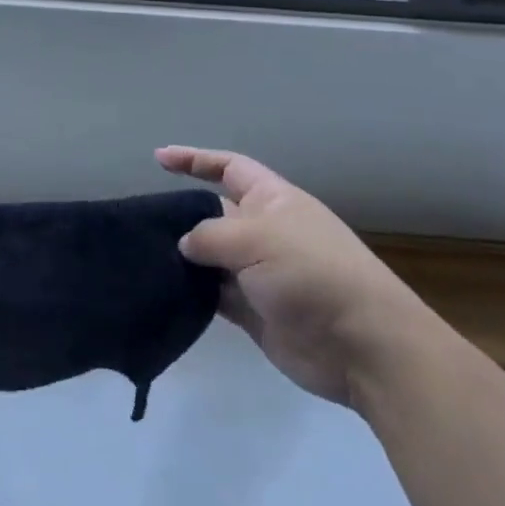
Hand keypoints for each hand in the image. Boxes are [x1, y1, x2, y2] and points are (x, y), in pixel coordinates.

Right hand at [158, 145, 432, 405]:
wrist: (362, 347)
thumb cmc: (312, 273)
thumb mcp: (257, 238)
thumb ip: (211, 235)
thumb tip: (184, 245)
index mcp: (273, 201)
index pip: (229, 168)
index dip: (195, 160)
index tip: (159, 159)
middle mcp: (265, 232)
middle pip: (214, 213)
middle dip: (182, 215)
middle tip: (142, 221)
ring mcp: (260, 274)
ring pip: (211, 257)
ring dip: (184, 258)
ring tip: (144, 257)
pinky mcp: (255, 312)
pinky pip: (215, 295)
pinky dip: (194, 293)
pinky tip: (166, 291)